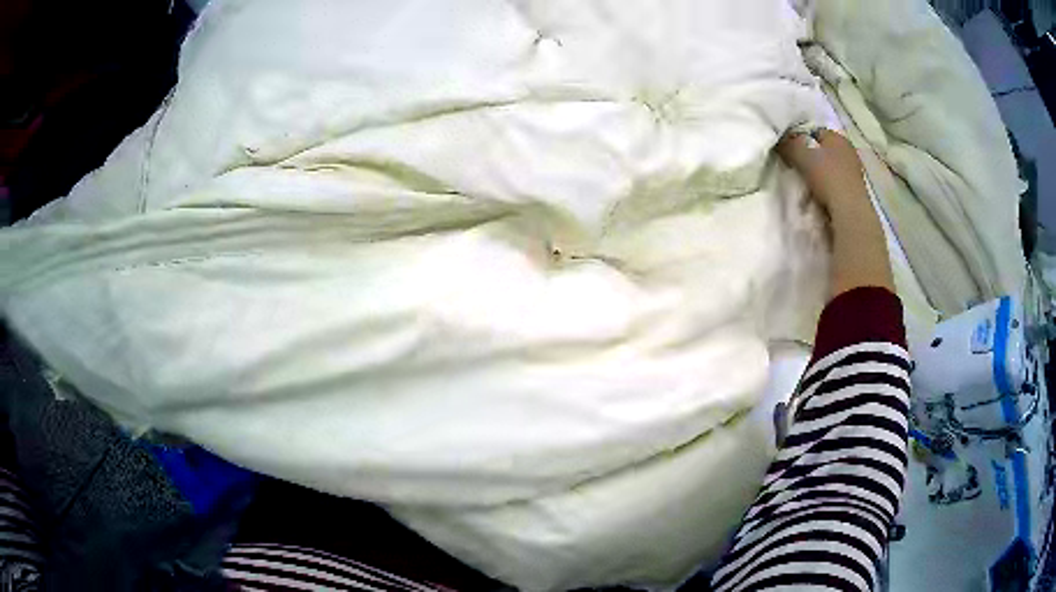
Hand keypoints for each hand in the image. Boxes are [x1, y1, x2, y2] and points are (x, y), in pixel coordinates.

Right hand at [776, 129, 868, 213]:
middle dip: (808, 157)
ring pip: (828, 168)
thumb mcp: (801, 153)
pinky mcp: (854, 192)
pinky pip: (834, 184)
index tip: (789, 151)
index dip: (800, 139)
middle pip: (822, 150)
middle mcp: (848, 151)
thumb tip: (778, 140)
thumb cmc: (827, 176)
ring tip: (804, 184)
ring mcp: (853, 173)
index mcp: (838, 137)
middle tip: (794, 167)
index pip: (814, 132)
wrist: (848, 210)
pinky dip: (825, 188)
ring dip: (817, 174)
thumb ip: (788, 143)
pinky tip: (817, 196)